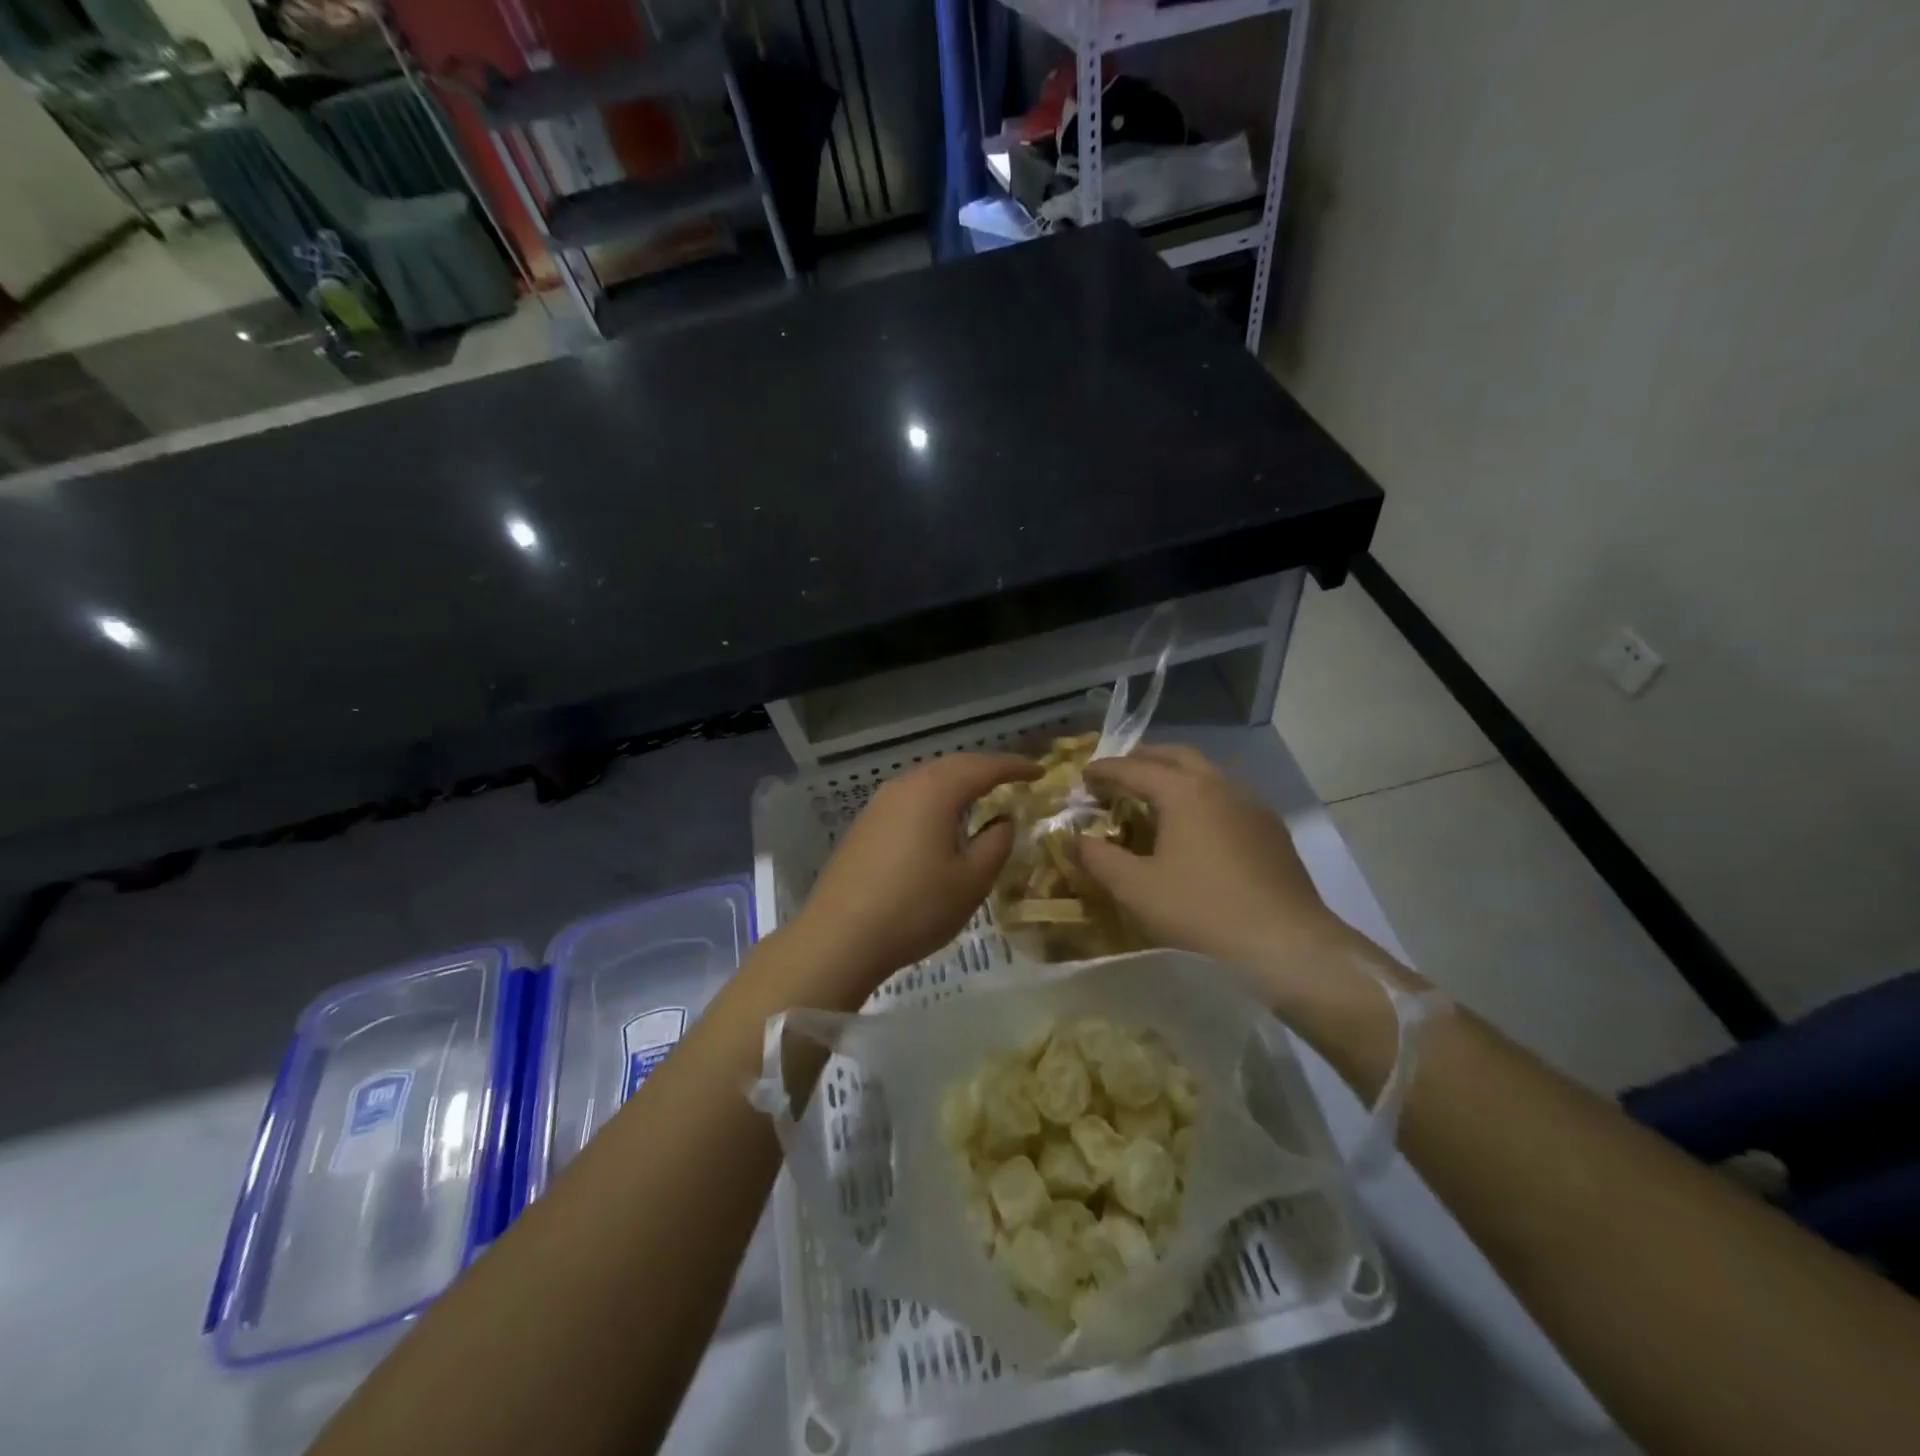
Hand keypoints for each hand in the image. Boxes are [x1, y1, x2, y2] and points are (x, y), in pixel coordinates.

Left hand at [785, 752, 1038, 998]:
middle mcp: (905, 786)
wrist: (839, 936)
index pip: (983, 767)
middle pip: (952, 765)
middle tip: (1014, 777)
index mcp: (935, 792)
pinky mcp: (864, 824)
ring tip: (981, 795)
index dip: (1014, 766)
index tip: (1040, 771)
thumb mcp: (971, 881)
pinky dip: (935, 799)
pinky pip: (910, 798)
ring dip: (958, 783)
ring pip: (927, 780)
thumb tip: (1003, 819)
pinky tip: (941, 820)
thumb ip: (996, 843)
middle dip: (985, 769)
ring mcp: (879, 804)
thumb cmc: (915, 907)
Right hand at [1077, 745, 1372, 999]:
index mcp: (1184, 791)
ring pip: (1206, 772)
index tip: (1083, 776)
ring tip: (1153, 797)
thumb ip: (1098, 859)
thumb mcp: (1137, 889)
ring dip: (1175, 774)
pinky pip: (1227, 795)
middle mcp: (1220, 785)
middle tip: (1118, 775)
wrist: (1287, 944)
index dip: (1105, 770)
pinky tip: (1196, 825)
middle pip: (1175, 755)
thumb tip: (1073, 839)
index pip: (1134, 768)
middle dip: (1143, 759)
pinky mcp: (1271, 828)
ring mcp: (1252, 804)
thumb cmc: (1202, 912)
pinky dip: (1200, 795)